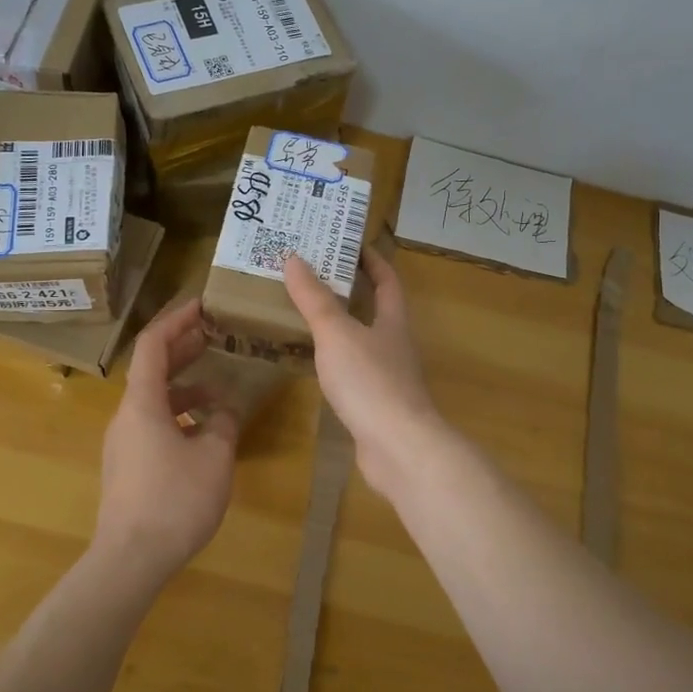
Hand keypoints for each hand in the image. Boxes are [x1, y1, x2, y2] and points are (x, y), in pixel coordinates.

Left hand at [95, 299, 239, 591]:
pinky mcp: (128, 465)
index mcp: (142, 403)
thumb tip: (225, 410)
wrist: (130, 559)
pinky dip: (178, 415)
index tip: (201, 306)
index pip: (153, 344)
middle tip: (213, 335)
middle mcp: (127, 415)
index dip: (176, 320)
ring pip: (154, 399)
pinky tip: (205, 432)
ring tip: (220, 390)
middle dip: (182, 348)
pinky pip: (153, 424)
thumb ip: (224, 424)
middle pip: (151, 368)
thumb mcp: (214, 457)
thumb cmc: (174, 500)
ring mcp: (124, 442)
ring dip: (185, 387)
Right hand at [283, 250, 445, 497]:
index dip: (371, 260)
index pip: (387, 280)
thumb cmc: (370, 381)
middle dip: (348, 291)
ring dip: (338, 326)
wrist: (398, 448)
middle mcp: (394, 345)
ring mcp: (388, 377)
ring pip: (362, 341)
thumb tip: (294, 259)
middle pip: (375, 309)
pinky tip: (312, 362)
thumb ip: (315, 299)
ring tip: (302, 314)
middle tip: (310, 276)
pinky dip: (334, 360)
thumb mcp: (336, 333)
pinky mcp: (376, 405)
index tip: (347, 244)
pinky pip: (353, 371)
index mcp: (392, 321)